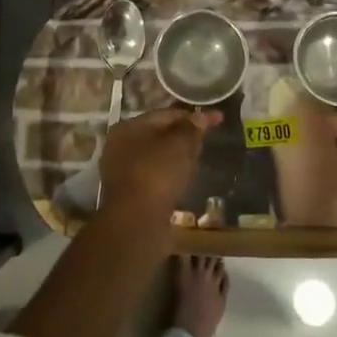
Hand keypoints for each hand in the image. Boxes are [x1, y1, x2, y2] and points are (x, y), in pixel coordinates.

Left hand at [99, 108, 221, 219]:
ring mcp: (122, 171)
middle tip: (207, 138)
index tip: (216, 119)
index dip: (192, 116)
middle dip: (183, 135)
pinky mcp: (129, 194)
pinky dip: (169, 175)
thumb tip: (200, 116)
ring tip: (198, 159)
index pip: (165, 114)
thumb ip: (191, 129)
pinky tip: (184, 180)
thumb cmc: (157, 174)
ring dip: (177, 157)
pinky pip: (154, 176)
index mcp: (128, 127)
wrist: (136, 222)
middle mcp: (120, 146)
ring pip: (156, 157)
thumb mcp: (179, 146)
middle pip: (158, 135)